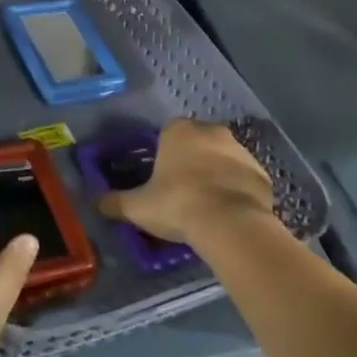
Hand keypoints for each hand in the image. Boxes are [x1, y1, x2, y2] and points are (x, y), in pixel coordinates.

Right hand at [96, 119, 272, 245]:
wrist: (231, 225)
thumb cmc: (178, 204)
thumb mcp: (139, 207)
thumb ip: (116, 202)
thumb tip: (95, 202)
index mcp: (179, 131)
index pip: (168, 133)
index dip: (164, 154)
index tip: (161, 177)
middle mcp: (212, 132)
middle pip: (198, 142)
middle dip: (192, 161)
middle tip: (182, 191)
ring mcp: (241, 151)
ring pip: (223, 159)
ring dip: (216, 174)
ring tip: (207, 205)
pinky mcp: (262, 174)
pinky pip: (244, 179)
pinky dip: (237, 191)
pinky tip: (229, 214)